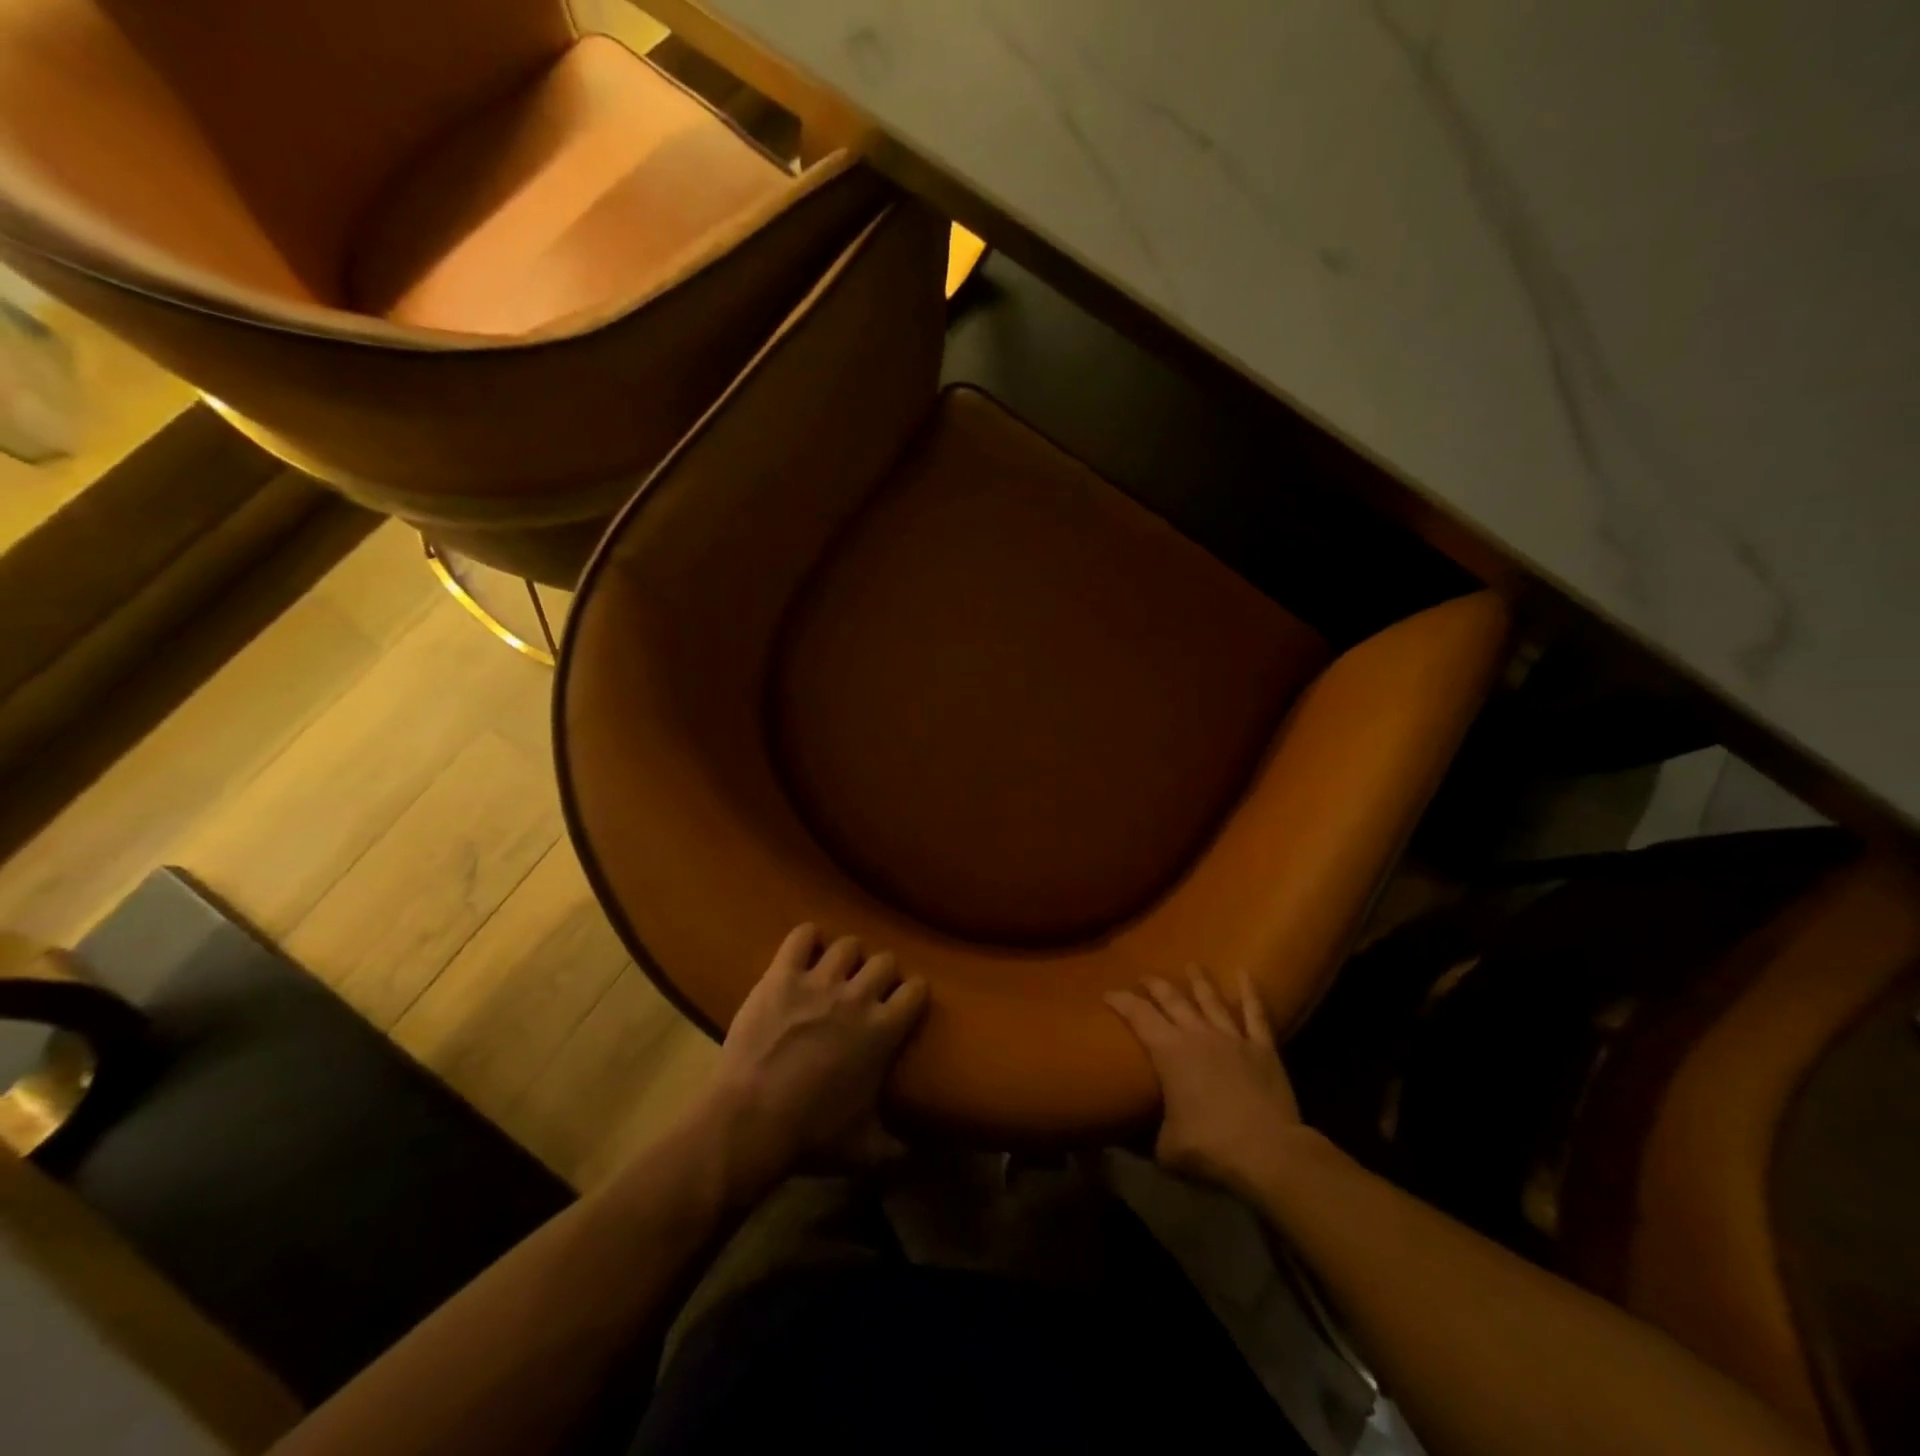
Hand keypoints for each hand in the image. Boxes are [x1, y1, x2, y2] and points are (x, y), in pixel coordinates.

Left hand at [699, 925, 927, 1201]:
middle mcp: (858, 996)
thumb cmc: (812, 1135)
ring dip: (847, 956)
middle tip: (869, 988)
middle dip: (881, 971)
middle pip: (884, 960)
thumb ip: (894, 1149)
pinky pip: (801, 937)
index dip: (913, 993)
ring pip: (847, 944)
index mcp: (884, 1030)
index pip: (916, 990)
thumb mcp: (863, 1150)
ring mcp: (818, 981)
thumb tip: (917, 1158)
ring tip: (838, 968)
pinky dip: (806, 938)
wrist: (751, 1120)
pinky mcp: (782, 975)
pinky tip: (806, 948)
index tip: (906, 1001)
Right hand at [1106, 968, 1305, 1198]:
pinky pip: (1255, 1013)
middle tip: (1145, 978)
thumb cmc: (1211, 1147)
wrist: (1269, 1152)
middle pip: (1172, 998)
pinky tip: (1245, 973)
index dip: (1120, 1000)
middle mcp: (1197, 1034)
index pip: (1138, 1015)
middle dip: (1155, 985)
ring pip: (1211, 999)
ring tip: (1191, 964)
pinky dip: (1250, 992)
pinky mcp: (1262, 1047)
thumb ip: (1149, 1135)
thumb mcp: (1167, 1148)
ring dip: (1198, 980)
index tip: (1108, 992)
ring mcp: (1232, 1037)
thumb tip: (1131, 1139)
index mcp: (1168, 1051)